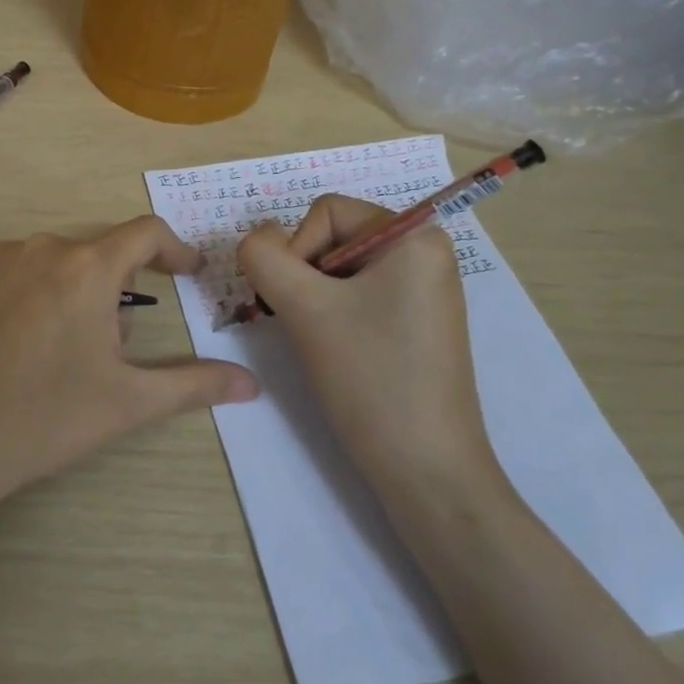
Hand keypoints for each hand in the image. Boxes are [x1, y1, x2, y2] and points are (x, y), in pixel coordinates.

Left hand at [0, 216, 259, 512]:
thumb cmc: (44, 419)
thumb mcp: (127, 403)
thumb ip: (194, 384)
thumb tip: (251, 382)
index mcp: (87, 269)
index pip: (145, 232)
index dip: (173, 249)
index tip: (185, 272)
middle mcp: (40, 247)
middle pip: (94, 254)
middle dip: (112, 290)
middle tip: (105, 346)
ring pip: (47, 262)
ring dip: (63, 290)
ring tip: (49, 349)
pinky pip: (3, 269)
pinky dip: (18, 292)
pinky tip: (6, 340)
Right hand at [237, 195, 500, 493]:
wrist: (426, 472)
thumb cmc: (370, 377)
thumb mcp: (304, 308)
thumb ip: (263, 256)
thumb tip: (256, 238)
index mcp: (415, 235)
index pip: (326, 212)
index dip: (296, 250)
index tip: (298, 303)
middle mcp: (426, 252)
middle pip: (333, 237)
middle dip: (306, 277)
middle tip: (306, 324)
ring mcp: (424, 289)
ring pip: (340, 270)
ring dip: (315, 299)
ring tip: (324, 342)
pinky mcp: (417, 321)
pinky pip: (360, 295)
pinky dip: (335, 315)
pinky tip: (340, 352)